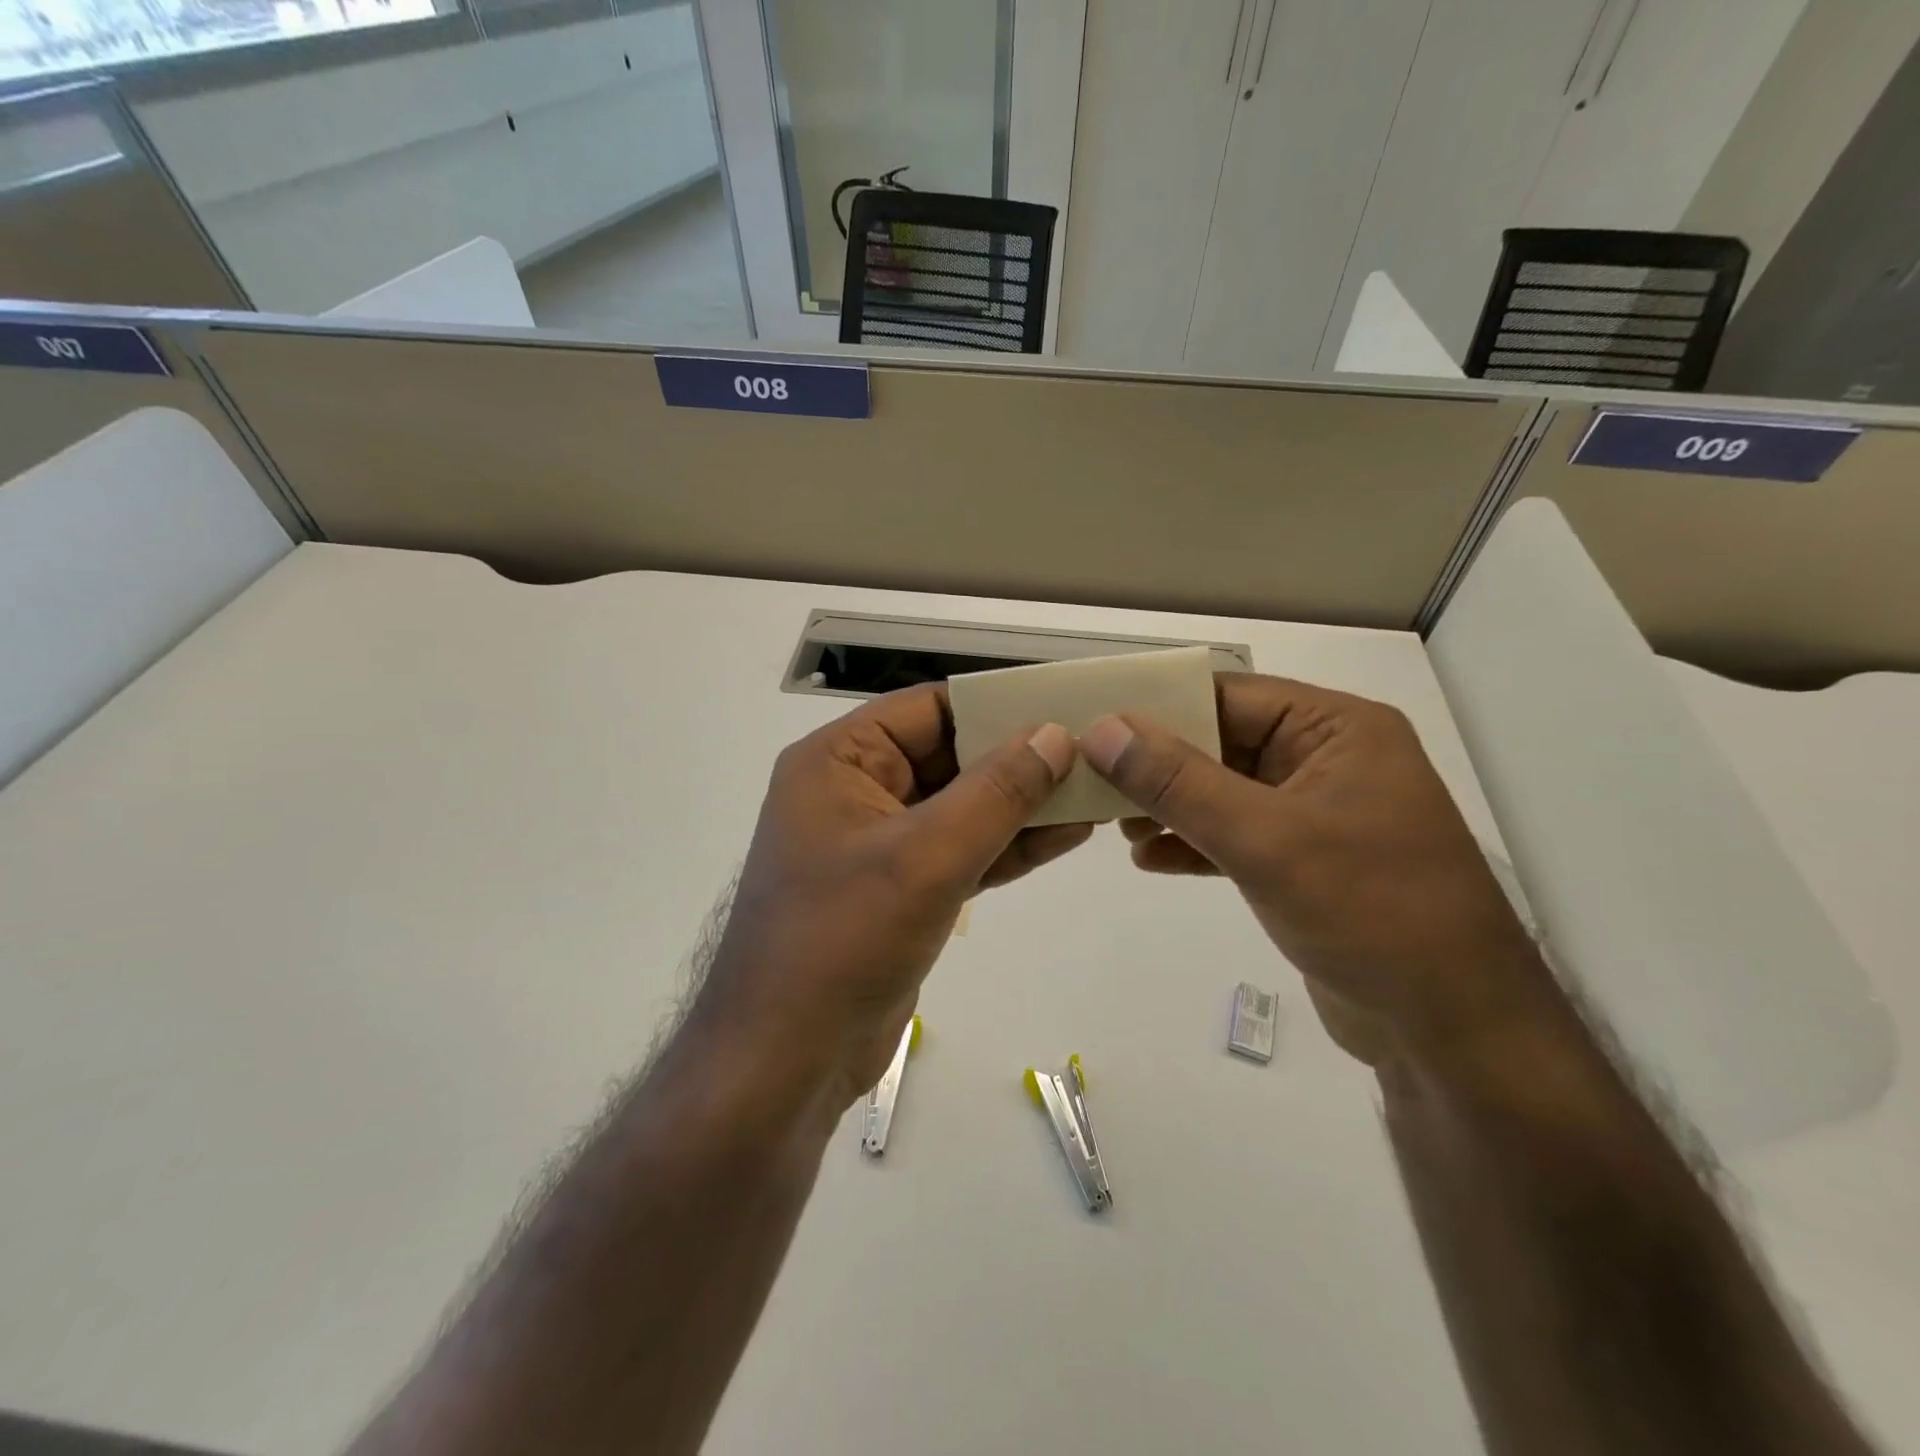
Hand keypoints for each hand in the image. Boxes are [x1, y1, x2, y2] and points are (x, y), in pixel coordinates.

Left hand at [695, 684, 1089, 1110]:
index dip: (995, 704)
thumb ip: (996, 792)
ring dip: (1021, 804)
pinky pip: (961, 852)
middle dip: (1018, 758)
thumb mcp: (926, 856)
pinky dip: (1007, 846)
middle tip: (1096, 749)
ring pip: (961, 808)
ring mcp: (879, 846)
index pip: (927, 709)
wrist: (786, 1062)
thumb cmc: (842, 939)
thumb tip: (1056, 736)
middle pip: (949, 757)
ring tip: (1095, 791)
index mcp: (838, 760)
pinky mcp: (901, 892)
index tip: (1064, 706)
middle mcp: (855, 791)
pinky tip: (1066, 835)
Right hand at [1079, 673, 1547, 1065]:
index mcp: (1336, 730)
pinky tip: (1148, 860)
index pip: (1229, 696)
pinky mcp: (1307, 864)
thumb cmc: (1370, 912)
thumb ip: (1178, 781)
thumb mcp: (1264, 838)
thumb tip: (1104, 729)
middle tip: (1092, 781)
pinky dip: (1194, 844)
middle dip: (1158, 765)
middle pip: (1222, 743)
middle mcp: (1328, 760)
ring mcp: (1318, 815)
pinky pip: (1237, 837)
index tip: (1093, 725)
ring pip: (1224, 792)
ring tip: (1115, 826)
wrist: (1453, 1031)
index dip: (1158, 707)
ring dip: (1170, 807)